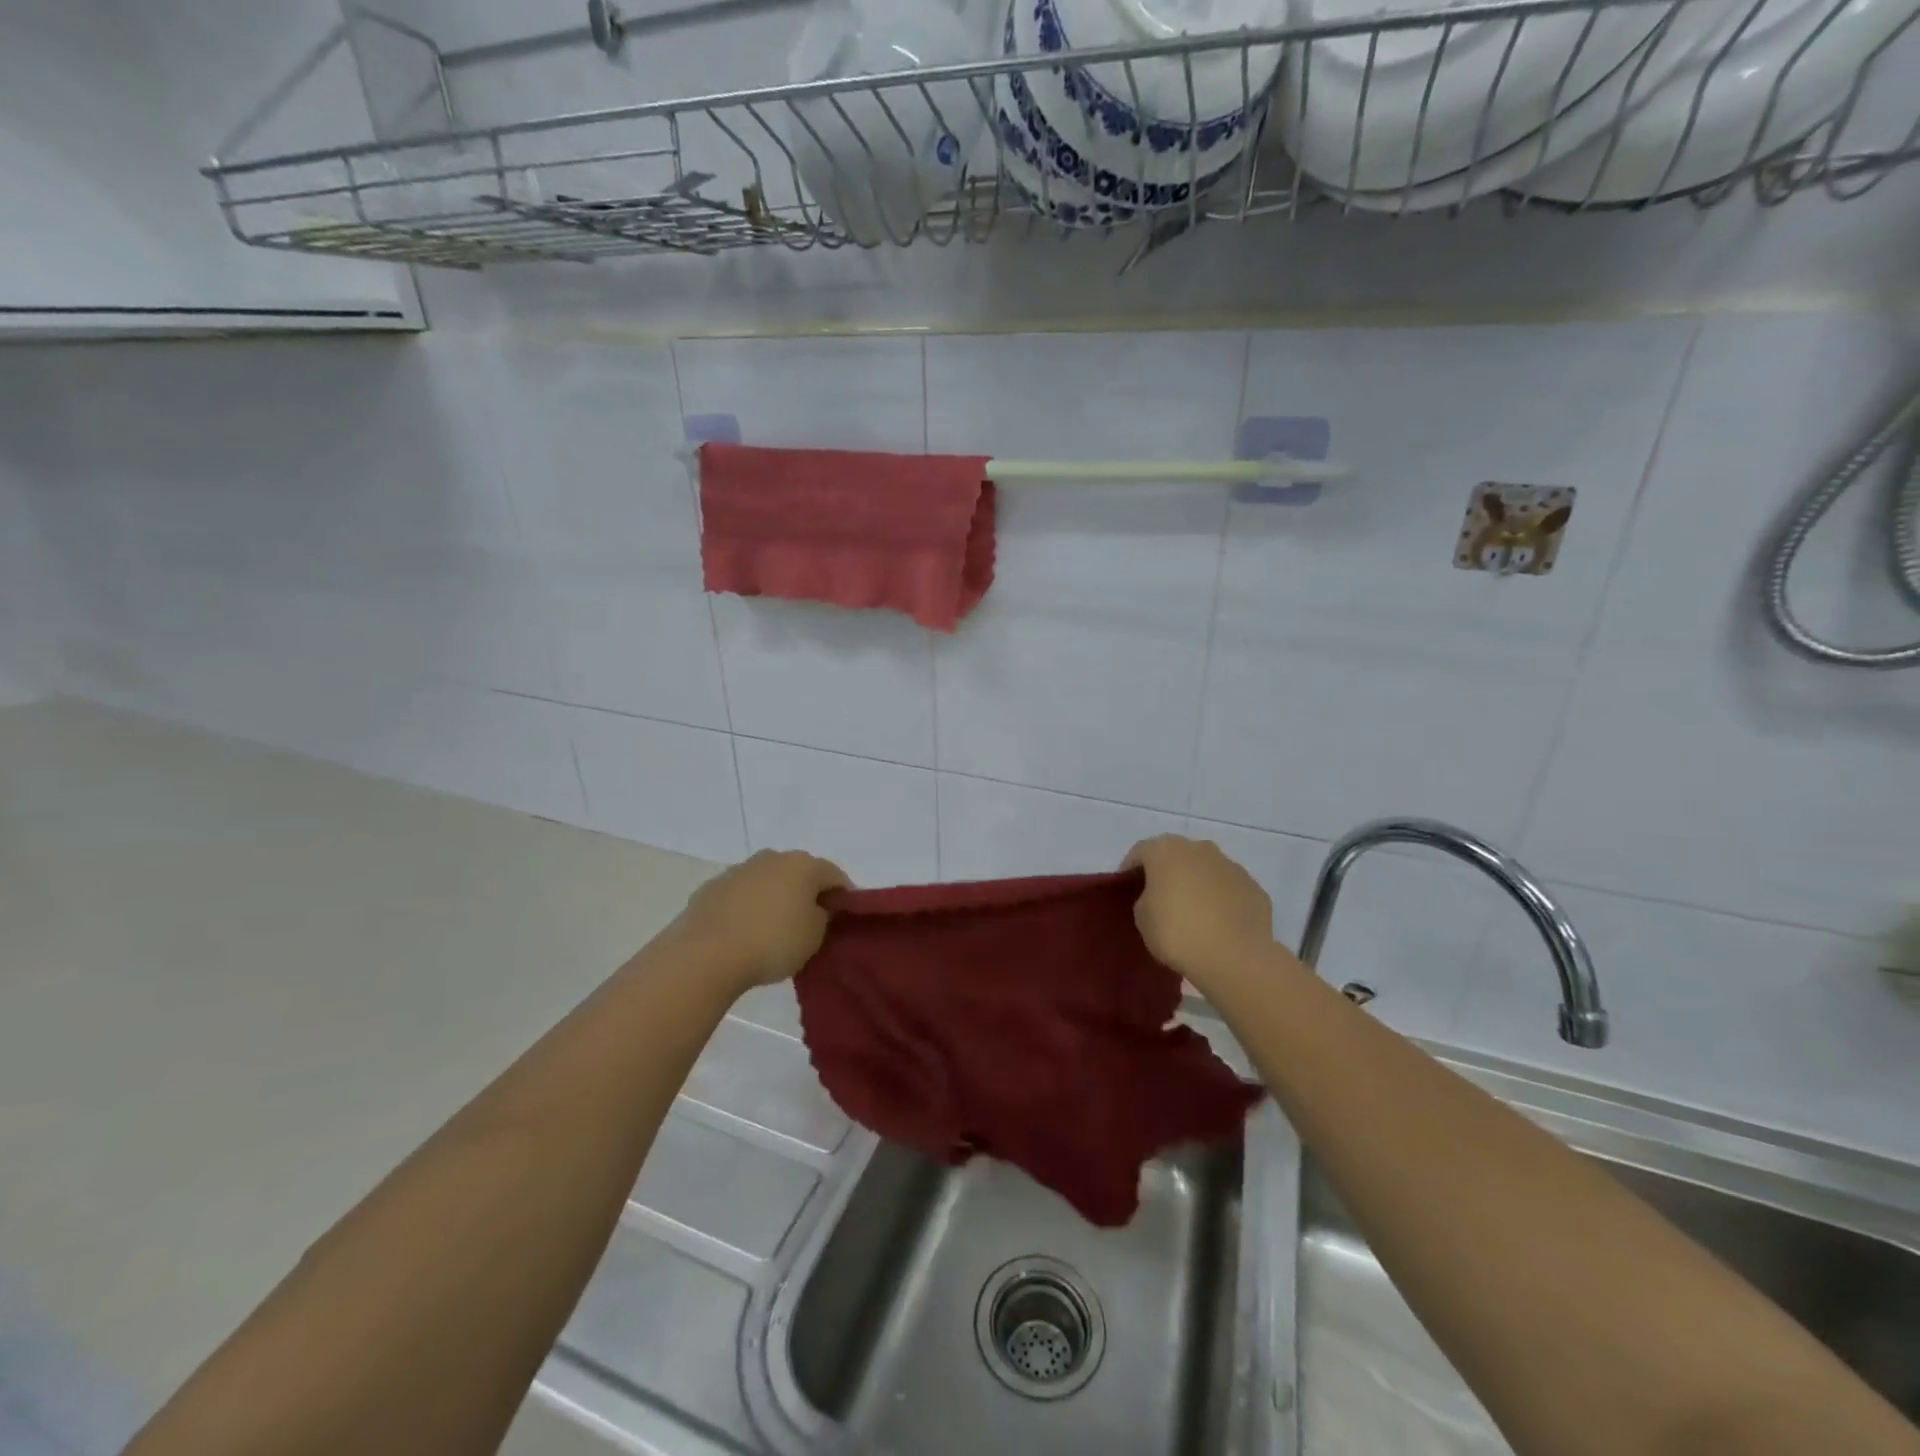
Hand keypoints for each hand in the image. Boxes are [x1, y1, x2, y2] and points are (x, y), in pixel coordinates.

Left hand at [672, 850, 850, 992]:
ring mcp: (738, 870)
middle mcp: (771, 858)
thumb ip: (823, 916)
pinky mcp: (710, 888)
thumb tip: (816, 908)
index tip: (843, 920)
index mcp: (803, 864)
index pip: (835, 876)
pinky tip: (744, 933)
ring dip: (774, 899)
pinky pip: (740, 896)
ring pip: (767, 882)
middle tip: (809, 924)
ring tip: (773, 931)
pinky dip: (747, 908)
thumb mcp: (814, 936)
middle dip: (806, 894)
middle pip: (799, 874)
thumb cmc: (772, 942)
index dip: (844, 897)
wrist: (706, 955)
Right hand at [1122, 835, 1273, 994]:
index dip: (1130, 871)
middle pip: (1176, 856)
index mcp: (1166, 850)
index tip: (1127, 892)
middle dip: (1167, 873)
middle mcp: (1200, 848)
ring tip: (1193, 915)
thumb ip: (1145, 898)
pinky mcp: (1254, 888)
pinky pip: (1229, 890)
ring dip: (1197, 885)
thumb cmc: (1176, 932)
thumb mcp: (1142, 917)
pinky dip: (1221, 901)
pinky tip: (1218, 925)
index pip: (1140, 852)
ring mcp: (1231, 866)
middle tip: (1159, 901)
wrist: (1234, 957)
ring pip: (1206, 870)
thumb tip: (1159, 897)